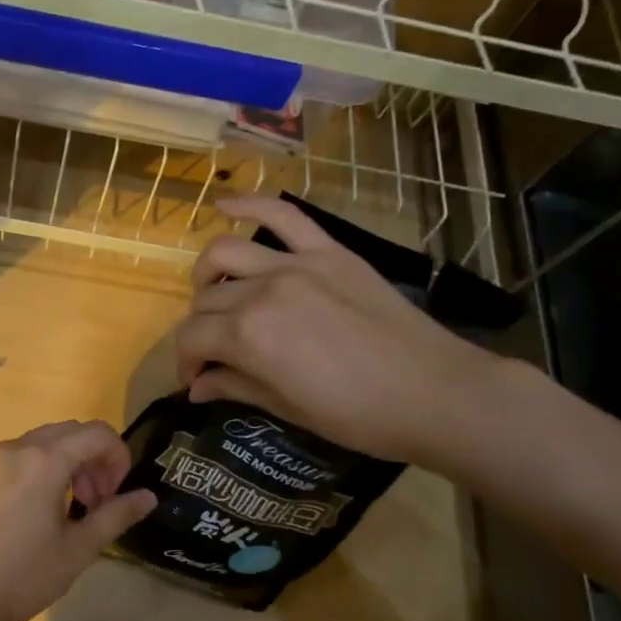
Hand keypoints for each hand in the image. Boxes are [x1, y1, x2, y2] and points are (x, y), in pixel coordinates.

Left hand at [0, 420, 156, 620]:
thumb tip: (149, 497)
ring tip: (76, 506)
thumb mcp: (80, 548)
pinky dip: (47, 466)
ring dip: (72, 462)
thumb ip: (117, 515)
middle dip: (96, 459)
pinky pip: (25, 453)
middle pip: (72, 432)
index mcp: (44, 460)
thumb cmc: (25, 576)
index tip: (119, 492)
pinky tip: (47, 506)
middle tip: (100, 501)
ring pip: (48, 441)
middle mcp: (18, 447)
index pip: (96, 433)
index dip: (119, 456)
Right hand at [174, 194, 504, 471]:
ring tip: (215, 293)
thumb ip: (235, 388)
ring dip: (207, 275)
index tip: (196, 379)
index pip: (192, 338)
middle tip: (214, 351)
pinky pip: (282, 215)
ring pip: (226, 252)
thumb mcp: (289, 410)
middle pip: (205, 300)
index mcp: (249, 337)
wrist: (435, 393)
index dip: (185, 361)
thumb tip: (196, 388)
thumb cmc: (359, 416)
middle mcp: (262, 292)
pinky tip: (224, 205)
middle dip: (199, 329)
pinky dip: (249, 204)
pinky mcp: (327, 251)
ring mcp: (295, 264)